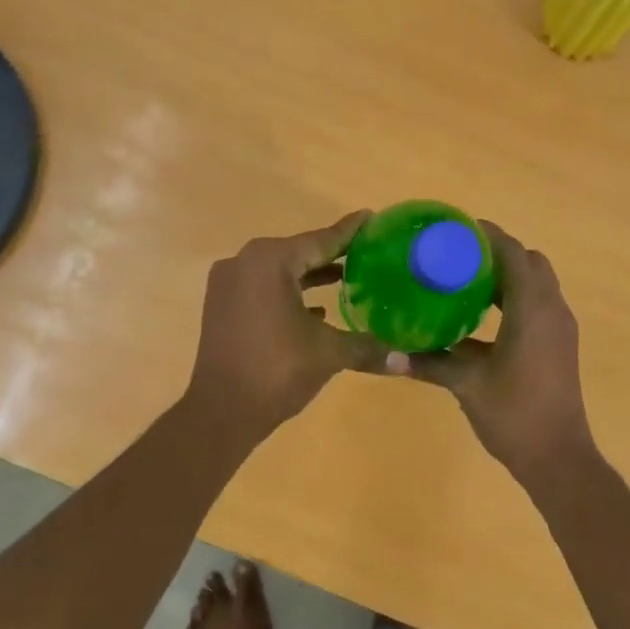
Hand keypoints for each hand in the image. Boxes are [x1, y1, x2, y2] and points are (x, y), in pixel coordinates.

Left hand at [185, 211, 385, 443]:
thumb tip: (407, 360)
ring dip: (310, 276)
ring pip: (279, 272)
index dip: (350, 232)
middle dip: (332, 255)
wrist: (222, 411)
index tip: (371, 217)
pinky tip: (316, 311)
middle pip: (298, 253)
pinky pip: (262, 289)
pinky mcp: (222, 306)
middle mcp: (244, 262)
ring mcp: (228, 284)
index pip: (321, 240)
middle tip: (367, 252)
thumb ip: (367, 347)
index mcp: (270, 261)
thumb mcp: (328, 353)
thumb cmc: (277, 370)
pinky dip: (288, 294)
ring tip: (347, 279)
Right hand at [408, 221, 595, 480]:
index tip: (454, 230)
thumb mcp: (467, 384)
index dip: (486, 235)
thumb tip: (389, 354)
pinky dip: (514, 298)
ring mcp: (559, 328)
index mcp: (532, 309)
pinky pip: (538, 304)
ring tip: (464, 280)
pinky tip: (481, 316)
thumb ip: (430, 362)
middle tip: (457, 256)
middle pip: (529, 262)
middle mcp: (552, 310)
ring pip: (536, 284)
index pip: (513, 253)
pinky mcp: (559, 345)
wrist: (558, 457)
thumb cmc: (514, 414)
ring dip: (507, 276)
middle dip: (497, 252)